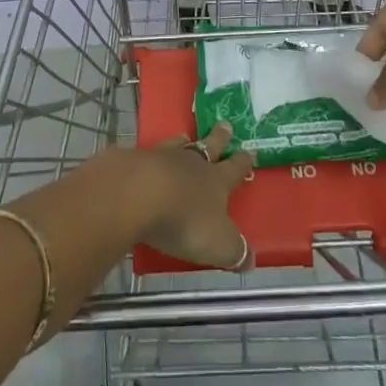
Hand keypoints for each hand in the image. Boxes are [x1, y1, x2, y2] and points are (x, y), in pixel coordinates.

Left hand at [127, 123, 253, 270]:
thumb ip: (235, 251)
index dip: (243, 162)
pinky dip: (148, 158)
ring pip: (177, 145)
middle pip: (209, 146)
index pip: (234, 169)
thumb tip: (251, 260)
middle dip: (219, 137)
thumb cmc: (184, 221)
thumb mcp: (218, 244)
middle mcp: (192, 164)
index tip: (250, 151)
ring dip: (183, 142)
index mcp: (216, 181)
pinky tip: (144, 161)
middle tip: (225, 124)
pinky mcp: (134, 162)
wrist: (138, 195)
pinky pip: (146, 156)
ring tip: (184, 137)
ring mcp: (162, 159)